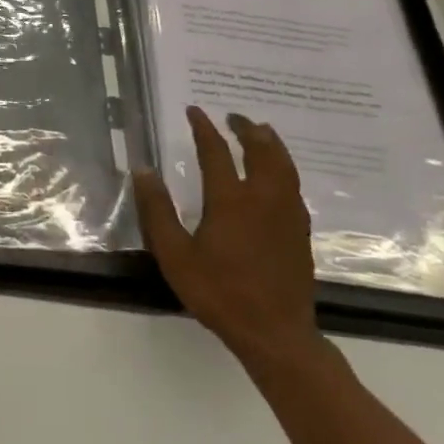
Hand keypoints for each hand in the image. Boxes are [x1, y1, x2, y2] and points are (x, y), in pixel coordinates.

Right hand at [134, 107, 319, 369]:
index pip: (216, 152)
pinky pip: (293, 186)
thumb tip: (143, 170)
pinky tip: (278, 176)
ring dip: (271, 144)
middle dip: (247, 129)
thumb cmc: (218, 292)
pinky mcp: (300, 232)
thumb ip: (157, 210)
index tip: (195, 111)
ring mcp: (287, 215)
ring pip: (284, 167)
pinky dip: (284, 168)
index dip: (204, 128)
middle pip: (261, 152)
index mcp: (230, 200)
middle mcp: (263, 199)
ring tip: (262, 133)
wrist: (274, 332)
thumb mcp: (174, 254)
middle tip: (234, 116)